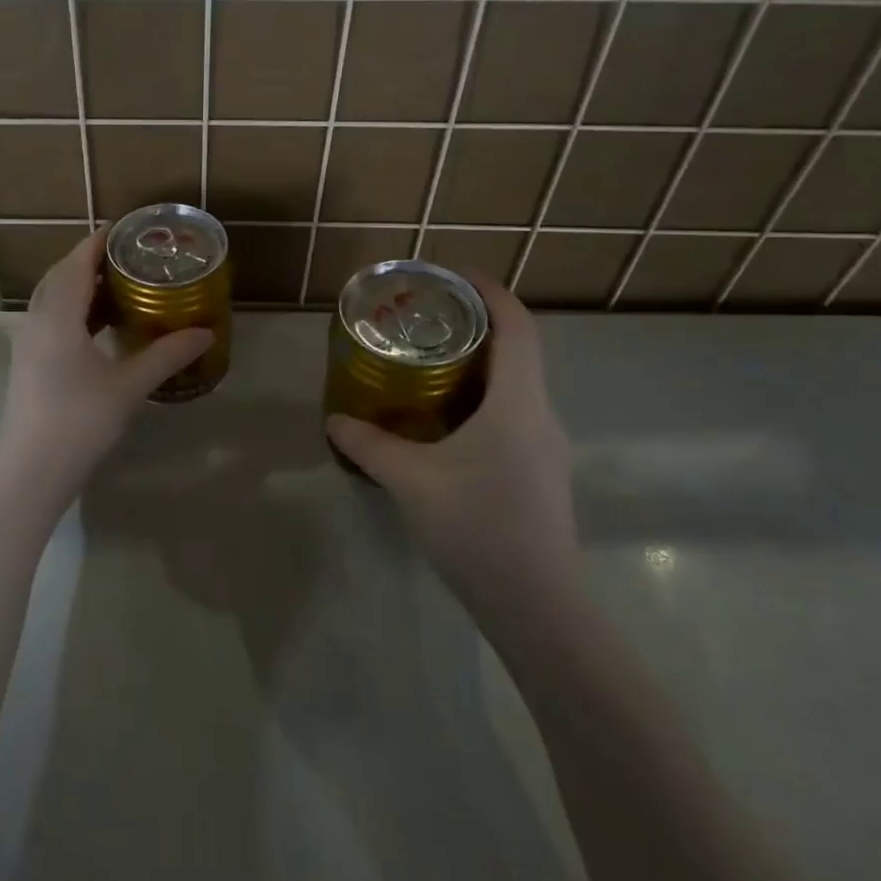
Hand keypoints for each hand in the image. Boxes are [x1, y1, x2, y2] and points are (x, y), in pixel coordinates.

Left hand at [0, 229, 212, 502]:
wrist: (32, 472)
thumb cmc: (80, 423)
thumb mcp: (129, 387)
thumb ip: (167, 355)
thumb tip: (205, 332)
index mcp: (58, 316)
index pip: (77, 263)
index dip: (98, 242)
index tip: (125, 228)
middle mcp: (37, 320)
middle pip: (61, 275)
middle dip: (91, 260)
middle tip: (129, 257)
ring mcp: (28, 342)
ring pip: (53, 298)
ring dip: (82, 286)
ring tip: (120, 286)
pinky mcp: (28, 362)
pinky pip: (51, 318)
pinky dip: (75, 310)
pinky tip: (100, 325)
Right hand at [326, 274, 576, 605]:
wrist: (537, 606)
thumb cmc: (477, 527)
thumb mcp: (411, 480)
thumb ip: (369, 445)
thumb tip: (334, 420)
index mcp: (518, 402)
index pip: (515, 326)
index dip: (490, 291)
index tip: (453, 274)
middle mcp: (540, 414)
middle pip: (518, 349)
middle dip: (477, 324)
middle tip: (428, 317)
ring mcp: (546, 446)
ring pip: (517, 384)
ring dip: (481, 363)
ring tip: (431, 361)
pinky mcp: (540, 472)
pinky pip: (513, 413)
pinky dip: (484, 398)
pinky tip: (447, 420)